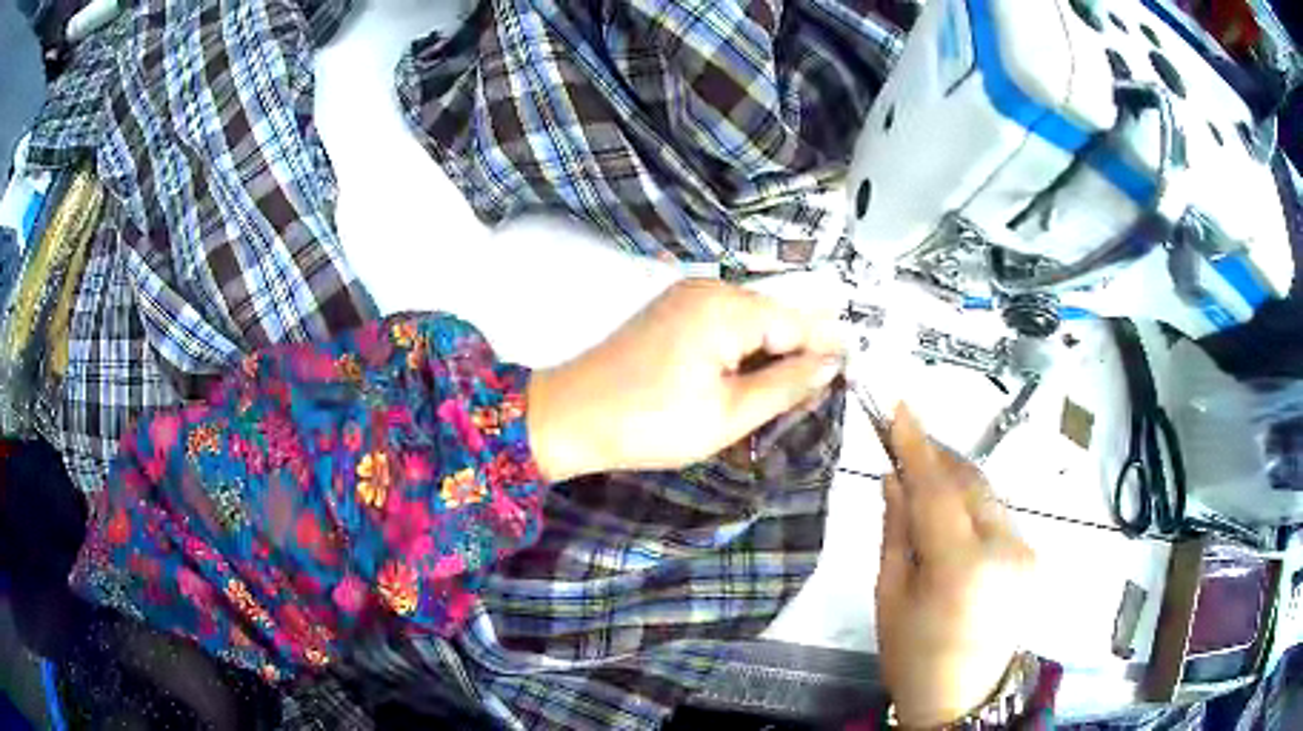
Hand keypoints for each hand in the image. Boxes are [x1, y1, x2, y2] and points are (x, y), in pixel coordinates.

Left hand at [526, 279, 843, 481]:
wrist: (571, 416)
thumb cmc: (651, 421)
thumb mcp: (729, 414)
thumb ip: (786, 385)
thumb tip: (830, 363)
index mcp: (727, 308)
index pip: (797, 321)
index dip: (828, 345)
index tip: (854, 368)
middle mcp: (709, 289)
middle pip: (774, 315)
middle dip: (801, 347)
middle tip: (826, 384)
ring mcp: (686, 296)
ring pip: (751, 319)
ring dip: (773, 350)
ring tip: (795, 386)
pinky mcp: (671, 311)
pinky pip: (724, 323)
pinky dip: (744, 347)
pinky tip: (754, 373)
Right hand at [877, 407, 1034, 727]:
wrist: (964, 696)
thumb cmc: (913, 655)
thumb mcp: (890, 596)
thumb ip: (897, 530)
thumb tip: (894, 477)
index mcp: (962, 567)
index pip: (938, 490)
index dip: (917, 445)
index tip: (899, 407)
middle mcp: (1005, 549)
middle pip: (970, 483)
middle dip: (938, 456)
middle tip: (906, 439)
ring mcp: (1025, 550)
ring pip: (986, 494)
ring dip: (955, 478)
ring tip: (924, 474)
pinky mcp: (1032, 554)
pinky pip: (996, 514)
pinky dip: (971, 503)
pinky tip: (950, 511)